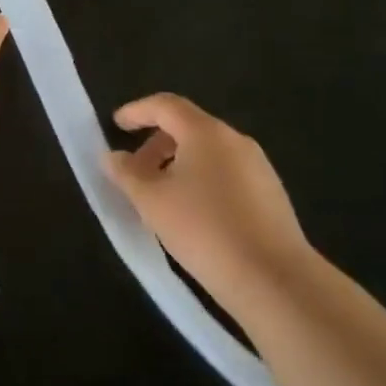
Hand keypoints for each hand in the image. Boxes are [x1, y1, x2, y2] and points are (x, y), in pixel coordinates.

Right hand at [102, 93, 312, 302]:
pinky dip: (201, 181)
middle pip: (188, 128)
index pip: (166, 105)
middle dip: (156, 144)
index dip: (137, 111)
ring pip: (208, 153)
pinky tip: (192, 215)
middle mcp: (235, 141)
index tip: (117, 124)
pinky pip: (226, 174)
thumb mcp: (151, 201)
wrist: (273, 279)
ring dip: (178, 165)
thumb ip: (126, 173)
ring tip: (160, 198)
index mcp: (205, 133)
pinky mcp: (271, 195)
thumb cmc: (202, 229)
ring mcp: (258, 167)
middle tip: (134, 172)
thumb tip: (112, 156)